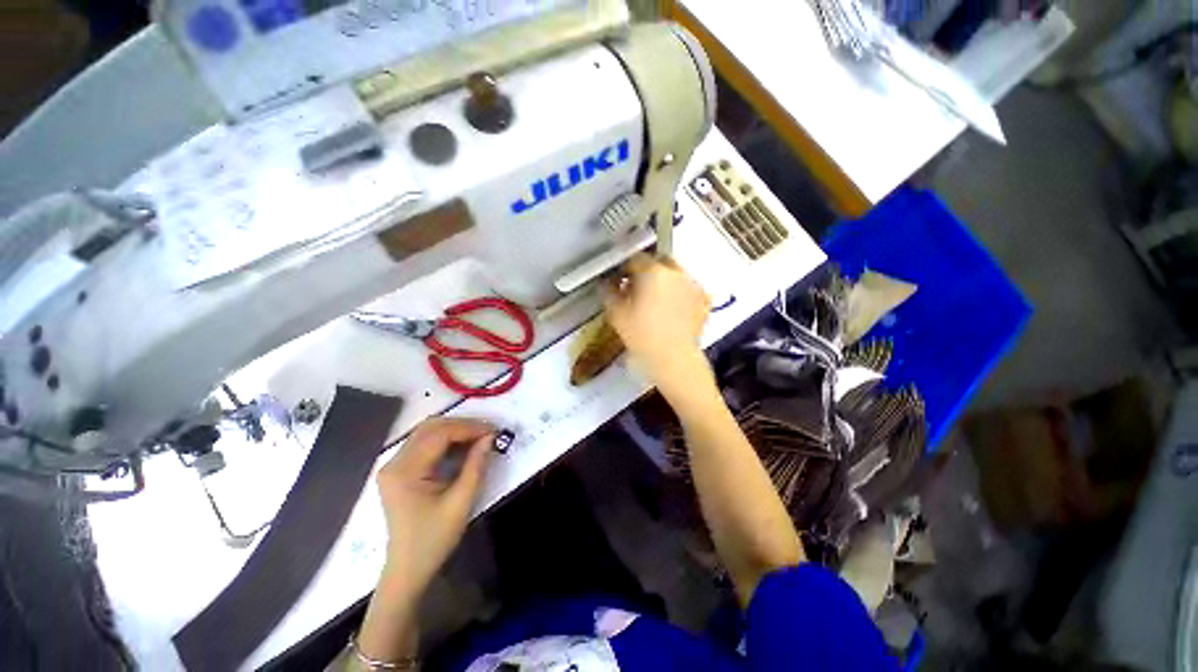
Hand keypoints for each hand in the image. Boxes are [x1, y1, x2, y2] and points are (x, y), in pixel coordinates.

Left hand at [376, 417, 494, 596]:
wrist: (408, 569)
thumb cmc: (434, 539)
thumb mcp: (461, 502)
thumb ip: (476, 465)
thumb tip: (490, 437)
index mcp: (405, 471)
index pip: (440, 434)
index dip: (469, 428)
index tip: (494, 430)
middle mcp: (394, 463)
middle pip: (431, 427)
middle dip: (463, 425)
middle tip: (488, 432)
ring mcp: (394, 466)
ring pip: (427, 432)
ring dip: (455, 430)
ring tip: (479, 437)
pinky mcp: (399, 470)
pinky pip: (424, 443)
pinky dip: (446, 439)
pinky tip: (463, 446)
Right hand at [603, 254, 713, 398]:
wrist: (673, 359)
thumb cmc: (643, 336)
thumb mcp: (617, 314)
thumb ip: (608, 292)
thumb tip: (606, 283)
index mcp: (653, 272)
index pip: (635, 258)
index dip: (624, 268)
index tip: (620, 279)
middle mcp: (676, 273)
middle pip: (659, 261)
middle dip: (647, 270)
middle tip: (637, 288)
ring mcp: (693, 285)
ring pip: (675, 273)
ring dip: (664, 280)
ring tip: (655, 300)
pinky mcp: (704, 299)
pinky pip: (689, 288)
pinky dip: (680, 292)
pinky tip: (672, 308)